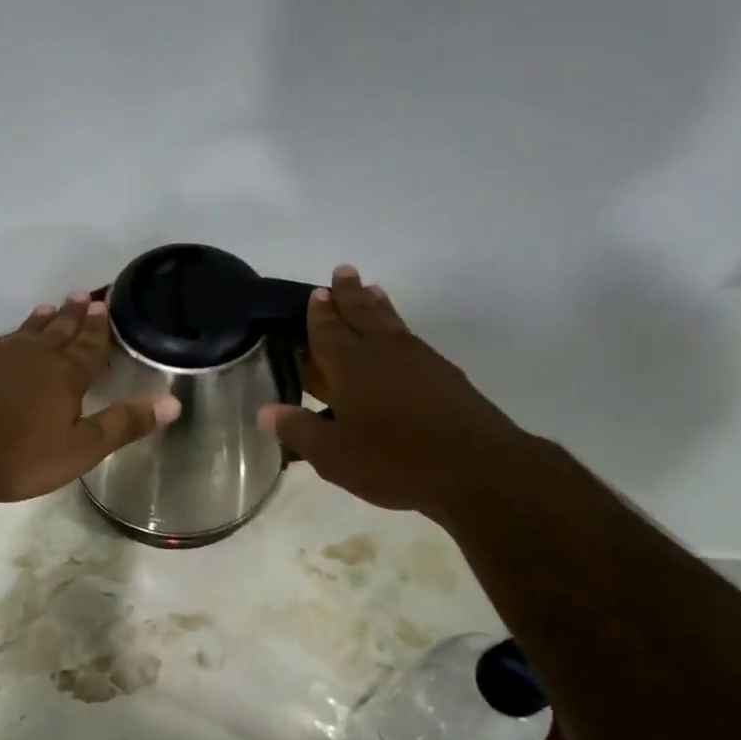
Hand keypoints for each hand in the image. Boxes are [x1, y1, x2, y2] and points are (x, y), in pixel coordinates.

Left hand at [0, 292, 180, 504]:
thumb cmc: (18, 455)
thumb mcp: (79, 449)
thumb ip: (123, 425)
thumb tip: (173, 402)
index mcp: (66, 376)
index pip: (90, 347)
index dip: (100, 329)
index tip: (106, 305)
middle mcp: (35, 359)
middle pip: (60, 332)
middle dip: (74, 316)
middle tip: (84, 295)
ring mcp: (0, 362)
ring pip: (29, 333)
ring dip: (44, 320)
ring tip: (51, 306)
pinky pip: (4, 344)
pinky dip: (15, 336)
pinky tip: (11, 340)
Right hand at [256, 265, 522, 515]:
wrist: (475, 468)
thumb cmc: (393, 461)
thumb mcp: (334, 455)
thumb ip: (299, 430)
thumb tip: (265, 411)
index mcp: (351, 365)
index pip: (328, 331)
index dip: (319, 313)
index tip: (316, 293)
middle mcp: (383, 352)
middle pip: (362, 313)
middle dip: (349, 294)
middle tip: (343, 271)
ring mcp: (419, 361)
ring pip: (391, 323)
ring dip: (377, 305)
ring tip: (372, 290)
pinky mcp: (444, 376)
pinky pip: (411, 340)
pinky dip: (399, 329)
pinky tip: (400, 339)